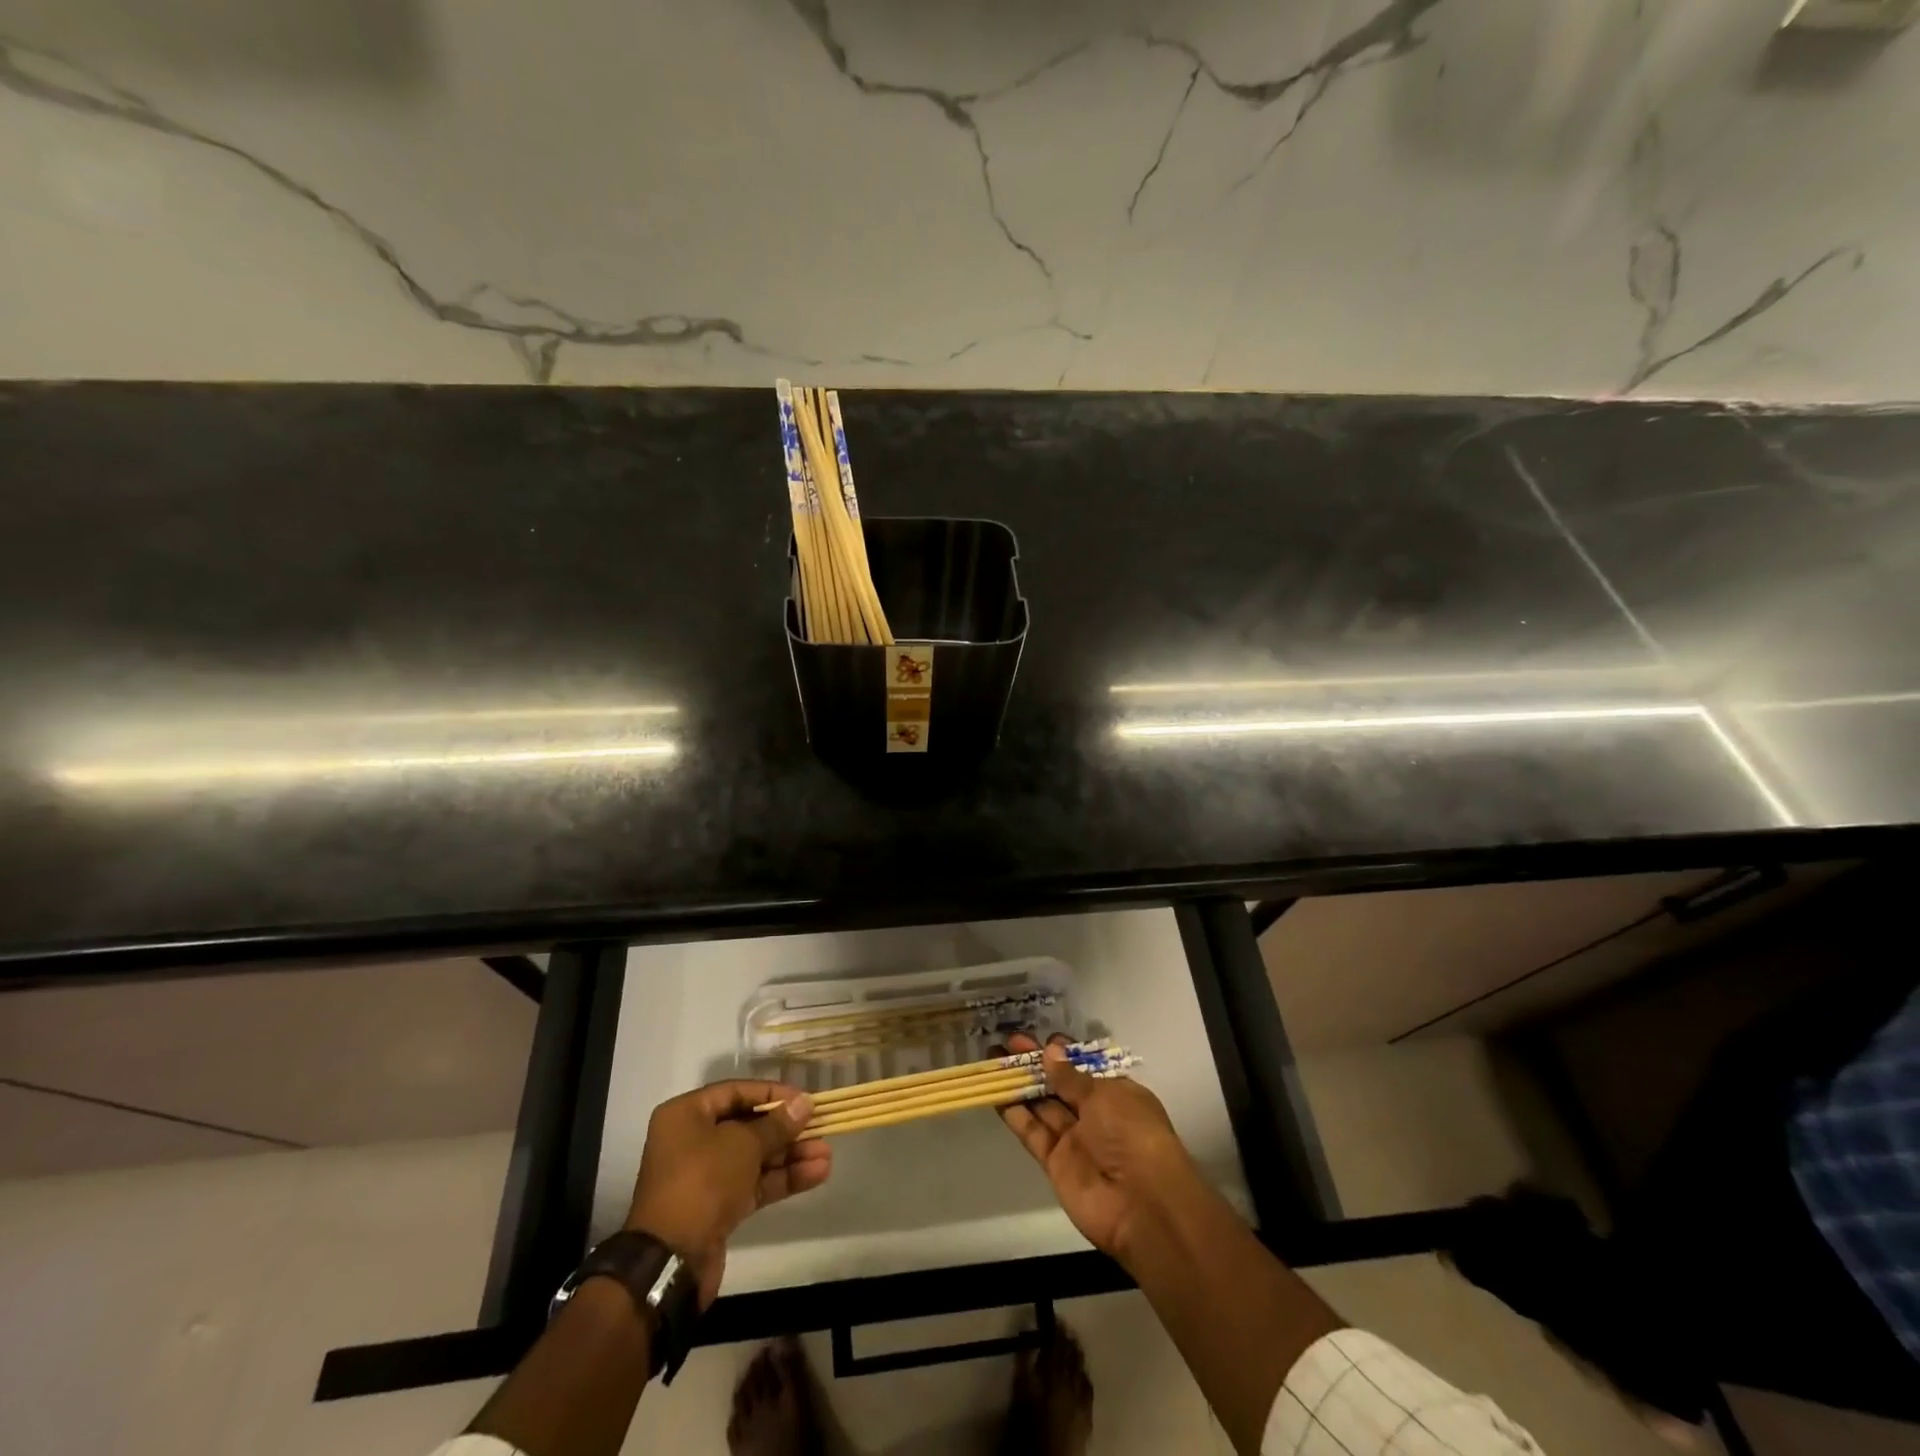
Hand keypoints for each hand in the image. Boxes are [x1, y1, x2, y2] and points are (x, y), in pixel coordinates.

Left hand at [626, 1081, 829, 1307]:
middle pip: (748, 1126)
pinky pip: (755, 1183)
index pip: (737, 1092)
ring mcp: (706, 1176)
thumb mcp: (743, 1144)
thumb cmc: (702, 1182)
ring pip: (755, 1157)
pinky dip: (783, 1179)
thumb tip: (804, 1104)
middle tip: (821, 1127)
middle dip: (787, 1130)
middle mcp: (693, 1140)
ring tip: (827, 1155)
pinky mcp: (718, 1207)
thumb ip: (776, 1124)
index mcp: (687, 1115)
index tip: (804, 1100)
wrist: (671, 1261)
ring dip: (791, 1156)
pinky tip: (816, 1174)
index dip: (773, 1094)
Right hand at [996, 1033, 1198, 1264]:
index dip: (1063, 1053)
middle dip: (1035, 1064)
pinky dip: (1015, 1114)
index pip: (1085, 1068)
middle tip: (1007, 1042)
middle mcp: (1095, 1114)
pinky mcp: (1055, 1162)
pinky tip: (996, 1093)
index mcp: (1116, 1093)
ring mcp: (1074, 1139)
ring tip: (993, 1059)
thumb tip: (1049, 1051)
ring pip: (1042, 1105)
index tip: (1040, 1039)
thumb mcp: (1104, 1095)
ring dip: (1020, 1083)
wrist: (1141, 1205)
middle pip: (1059, 1084)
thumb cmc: (1132, 1134)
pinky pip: (1033, 1132)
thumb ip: (1071, 1076)